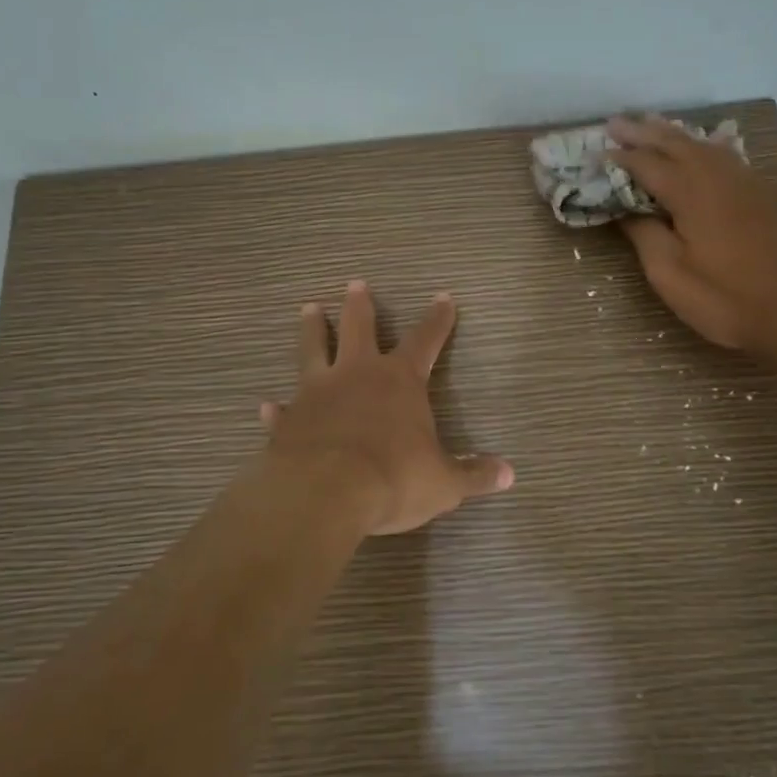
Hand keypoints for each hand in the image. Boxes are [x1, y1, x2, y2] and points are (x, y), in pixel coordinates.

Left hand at [259, 282, 514, 535]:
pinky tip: (267, 405)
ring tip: (309, 309)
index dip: (437, 319)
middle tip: (355, 283)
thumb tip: (508, 474)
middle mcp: (357, 375)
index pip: (426, 340)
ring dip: (312, 329)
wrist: (324, 493)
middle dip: (361, 305)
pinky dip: (277, 408)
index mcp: (400, 381)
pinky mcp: (288, 421)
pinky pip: (282, 410)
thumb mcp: (444, 482)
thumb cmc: (393, 479)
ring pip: (313, 349)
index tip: (443, 296)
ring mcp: (317, 394)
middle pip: (359, 327)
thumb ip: (474, 475)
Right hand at [608, 114, 776, 357]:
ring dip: (673, 134)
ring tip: (651, 124)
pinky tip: (703, 147)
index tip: (595, 153)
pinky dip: (704, 146)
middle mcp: (719, 176)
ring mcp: (748, 182)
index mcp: (691, 192)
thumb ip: (645, 235)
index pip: (647, 164)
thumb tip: (626, 210)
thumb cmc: (727, 299)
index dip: (620, 158)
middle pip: (676, 144)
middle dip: (643, 132)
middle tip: (615, 123)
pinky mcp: (766, 195)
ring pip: (704, 145)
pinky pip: (727, 156)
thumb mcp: (671, 275)